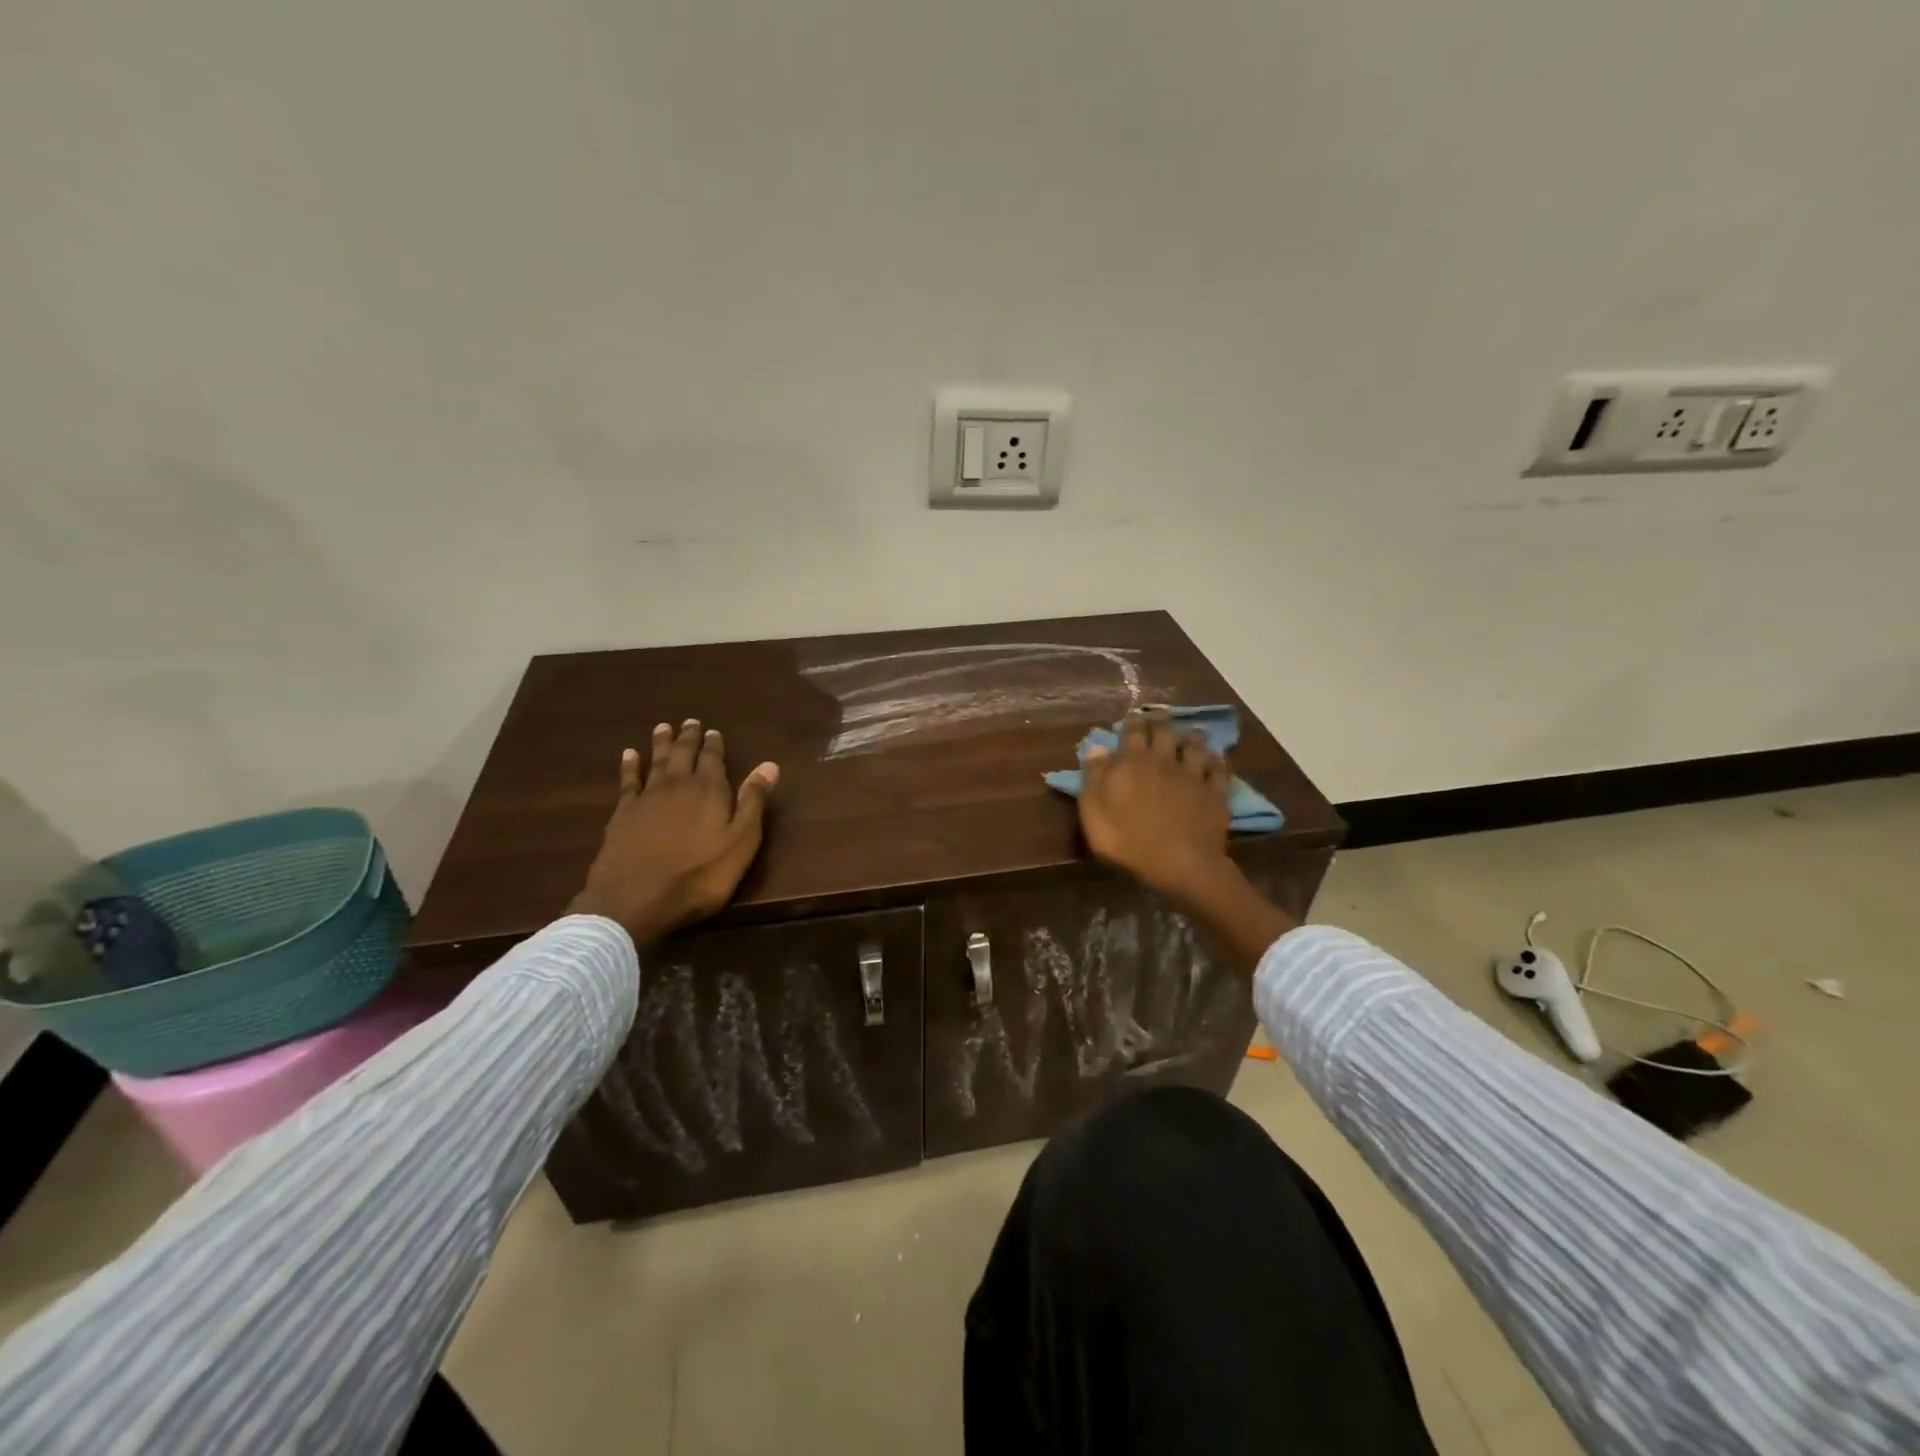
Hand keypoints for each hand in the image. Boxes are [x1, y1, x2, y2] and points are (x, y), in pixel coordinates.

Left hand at [568, 720, 778, 951]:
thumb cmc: (699, 875)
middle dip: (688, 738)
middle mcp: (678, 786)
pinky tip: (629, 755)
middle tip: (690, 722)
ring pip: (656, 762)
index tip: (714, 731)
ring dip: (661, 744)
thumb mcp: (740, 843)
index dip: (714, 745)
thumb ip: (753, 802)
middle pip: (683, 755)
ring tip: (663, 727)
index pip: (713, 759)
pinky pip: (628, 781)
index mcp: (709, 791)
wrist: (635, 899)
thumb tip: (769, 765)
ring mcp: (647, 798)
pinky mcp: (623, 814)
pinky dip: (629, 766)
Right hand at [1077, 711, 1233, 902]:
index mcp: (1132, 763)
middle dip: (1160, 721)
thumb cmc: (1128, 840)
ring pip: (1195, 746)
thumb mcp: (1095, 812)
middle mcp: (1164, 760)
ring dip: (1192, 738)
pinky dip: (1217, 761)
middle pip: (1164, 732)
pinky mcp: (1215, 793)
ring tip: (1191, 734)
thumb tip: (1097, 748)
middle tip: (1160, 715)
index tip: (1132, 716)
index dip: (1132, 722)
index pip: (1132, 732)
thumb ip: (1094, 777)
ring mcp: (1193, 775)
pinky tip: (1217, 758)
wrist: (1179, 863)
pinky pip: (1219, 770)